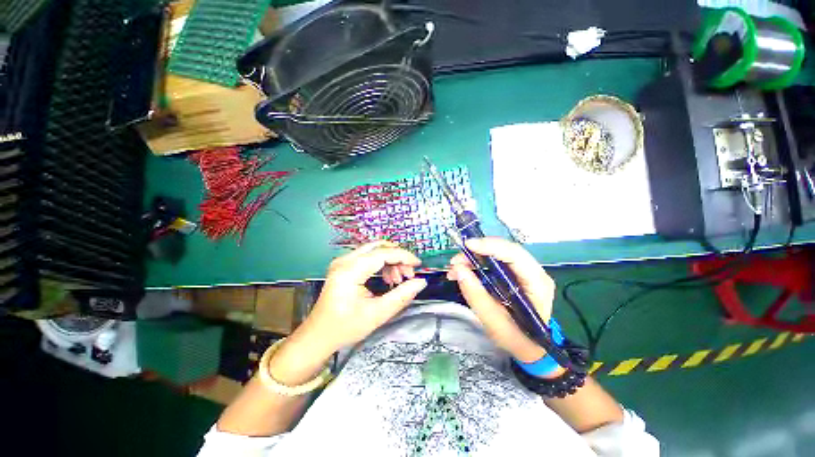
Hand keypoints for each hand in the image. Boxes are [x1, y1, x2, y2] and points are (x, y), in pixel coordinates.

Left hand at [304, 241, 427, 350]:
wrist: (318, 336)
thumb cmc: (346, 327)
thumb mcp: (378, 314)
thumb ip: (402, 296)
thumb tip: (421, 282)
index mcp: (350, 270)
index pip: (383, 254)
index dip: (403, 256)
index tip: (418, 265)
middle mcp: (345, 260)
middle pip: (378, 247)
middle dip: (397, 258)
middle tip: (408, 275)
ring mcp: (342, 261)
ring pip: (374, 251)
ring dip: (390, 261)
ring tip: (397, 280)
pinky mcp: (344, 266)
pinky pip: (367, 257)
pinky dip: (381, 264)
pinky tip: (386, 279)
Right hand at [447, 238, 555, 363]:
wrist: (531, 349)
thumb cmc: (517, 339)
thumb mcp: (494, 322)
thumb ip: (476, 296)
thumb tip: (458, 269)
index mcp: (537, 283)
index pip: (515, 255)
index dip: (490, 246)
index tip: (467, 245)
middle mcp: (534, 272)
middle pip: (505, 250)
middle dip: (477, 251)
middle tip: (455, 261)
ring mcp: (525, 272)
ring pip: (498, 253)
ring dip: (474, 257)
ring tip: (455, 268)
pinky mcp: (515, 274)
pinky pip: (494, 261)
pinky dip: (477, 263)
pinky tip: (463, 271)